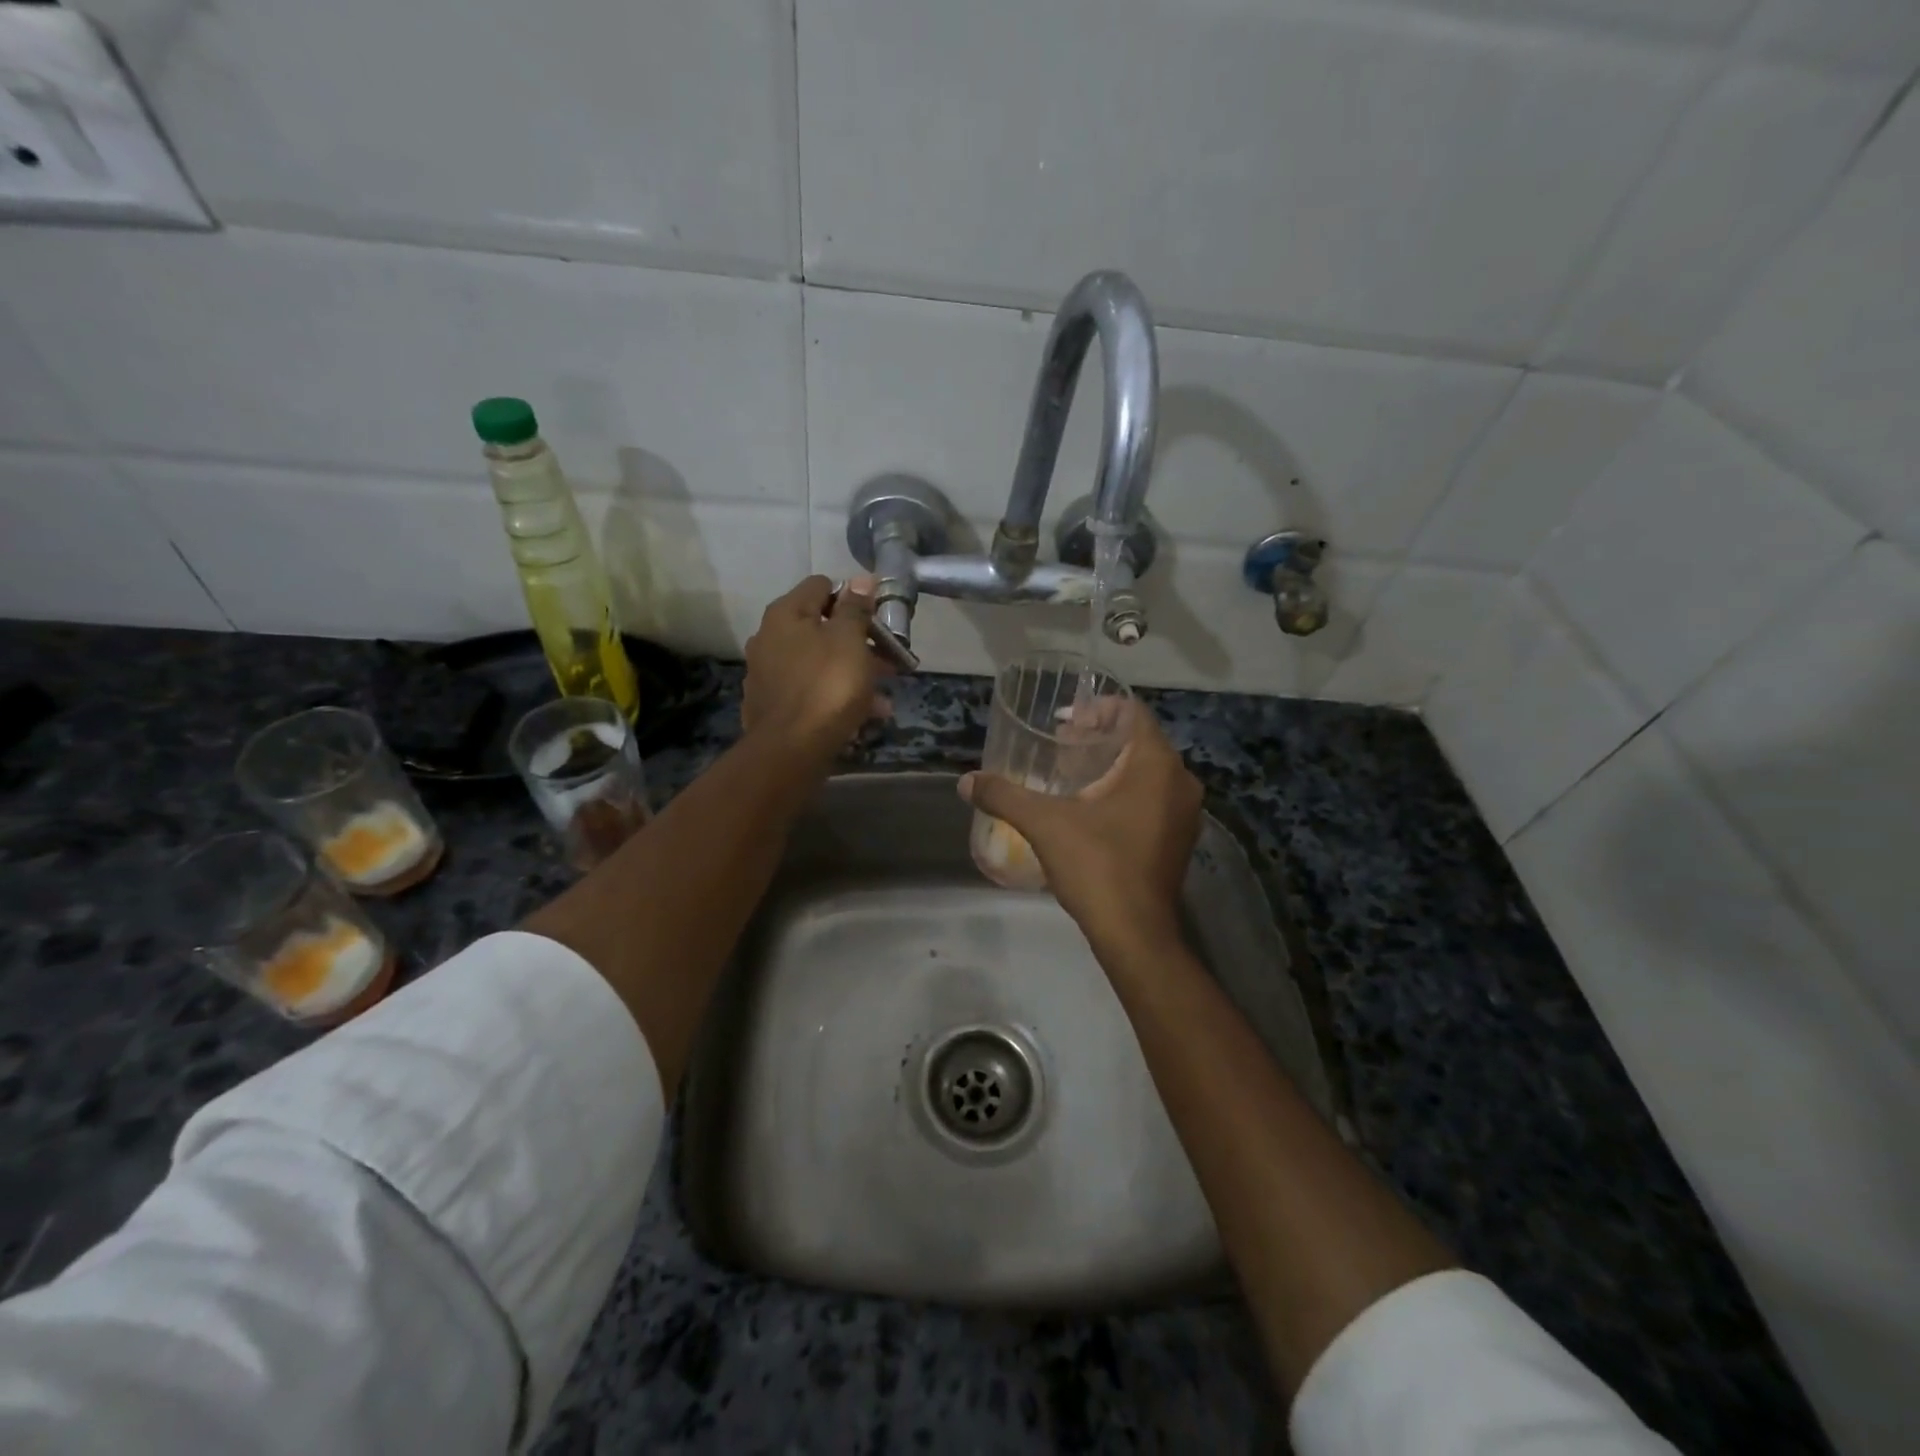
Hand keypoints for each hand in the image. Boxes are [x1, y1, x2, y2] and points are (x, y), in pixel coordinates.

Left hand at [742, 575, 888, 759]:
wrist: (791, 750)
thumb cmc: (827, 685)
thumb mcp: (850, 640)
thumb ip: (855, 608)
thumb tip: (860, 578)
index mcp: (786, 614)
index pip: (822, 585)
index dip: (853, 597)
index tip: (878, 618)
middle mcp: (769, 637)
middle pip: (821, 627)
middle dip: (859, 642)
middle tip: (889, 660)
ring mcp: (768, 673)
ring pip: (819, 663)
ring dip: (853, 674)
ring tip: (883, 697)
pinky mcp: (773, 705)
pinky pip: (811, 691)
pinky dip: (835, 697)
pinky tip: (863, 715)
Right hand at [959, 701, 1201, 948]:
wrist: (1135, 934)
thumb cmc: (1097, 866)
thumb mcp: (1044, 824)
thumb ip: (1005, 796)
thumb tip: (965, 782)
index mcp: (1156, 764)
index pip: (1132, 712)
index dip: (1096, 708)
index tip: (1063, 721)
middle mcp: (1179, 781)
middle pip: (1139, 739)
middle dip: (1099, 736)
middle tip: (1060, 743)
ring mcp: (1184, 813)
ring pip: (1147, 770)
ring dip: (1111, 764)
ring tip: (1070, 773)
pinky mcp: (1179, 838)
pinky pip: (1153, 796)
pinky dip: (1125, 790)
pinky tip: (1091, 807)